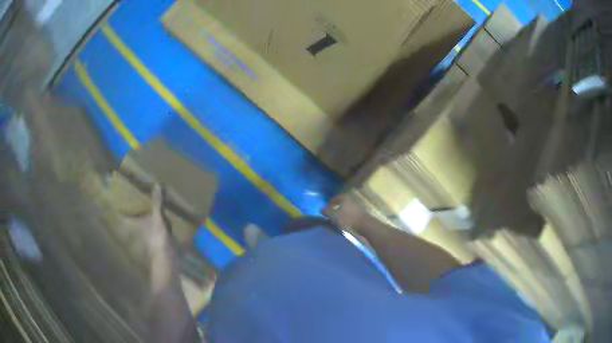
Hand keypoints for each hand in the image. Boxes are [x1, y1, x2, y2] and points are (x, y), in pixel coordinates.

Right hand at [324, 194, 368, 230]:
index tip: (326, 207)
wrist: (364, 225)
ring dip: (341, 211)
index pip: (335, 197)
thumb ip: (327, 211)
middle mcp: (351, 199)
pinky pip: (351, 212)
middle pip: (341, 202)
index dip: (330, 202)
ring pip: (346, 207)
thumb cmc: (348, 218)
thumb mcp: (334, 215)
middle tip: (330, 212)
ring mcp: (357, 206)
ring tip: (336, 218)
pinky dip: (347, 215)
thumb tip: (320, 208)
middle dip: (336, 206)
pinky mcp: (361, 213)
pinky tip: (344, 221)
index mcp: (344, 197)